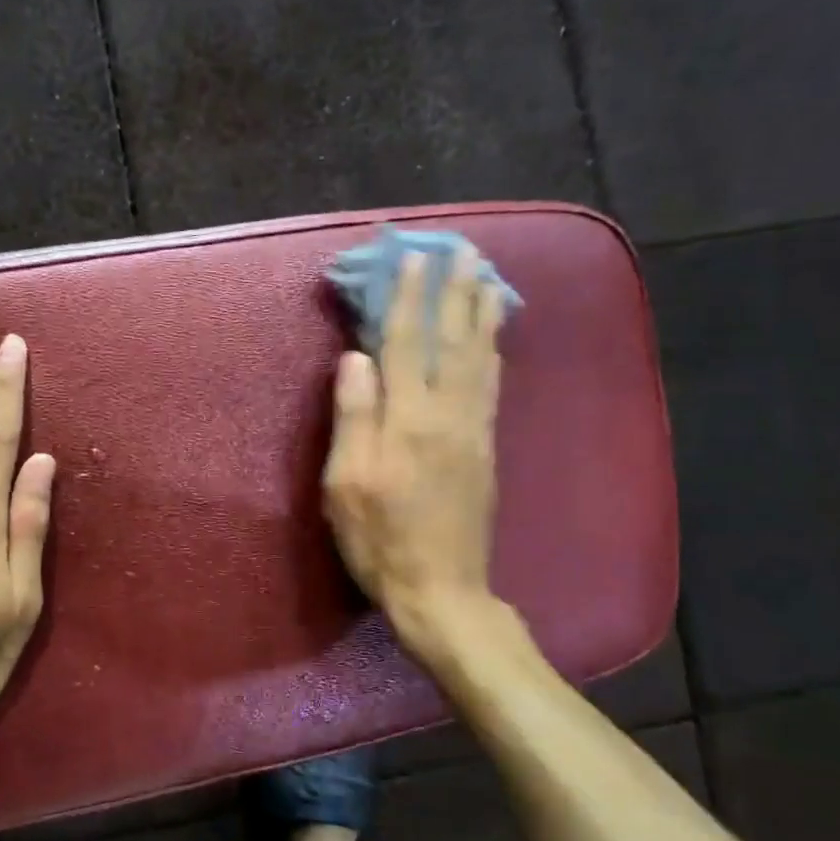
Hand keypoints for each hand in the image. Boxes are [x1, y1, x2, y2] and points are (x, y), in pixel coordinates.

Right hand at [322, 252, 505, 665]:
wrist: (440, 589)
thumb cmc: (379, 539)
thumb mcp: (346, 484)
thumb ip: (353, 417)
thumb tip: (355, 359)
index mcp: (407, 421)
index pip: (407, 344)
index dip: (409, 299)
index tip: (414, 258)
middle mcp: (447, 415)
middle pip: (454, 342)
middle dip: (456, 293)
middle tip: (465, 251)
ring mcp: (473, 431)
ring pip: (481, 359)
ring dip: (482, 315)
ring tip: (486, 279)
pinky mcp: (485, 449)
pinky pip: (492, 387)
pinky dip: (493, 353)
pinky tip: (493, 340)